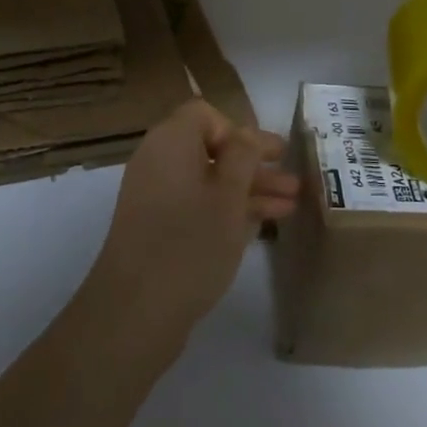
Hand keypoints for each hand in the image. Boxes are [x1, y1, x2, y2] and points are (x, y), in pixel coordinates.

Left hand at [81, 101, 297, 355]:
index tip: (265, 156)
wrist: (134, 312)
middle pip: (211, 148)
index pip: (205, 114)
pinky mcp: (157, 228)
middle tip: (292, 180)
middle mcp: (158, 161)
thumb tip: (246, 132)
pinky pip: (197, 205)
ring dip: (248, 189)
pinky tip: (262, 224)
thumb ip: (243, 156)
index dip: (238, 130)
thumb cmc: (190, 244)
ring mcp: (155, 196)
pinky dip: (227, 209)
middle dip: (253, 164)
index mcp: (170, 141)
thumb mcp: (228, 197)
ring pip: (208, 181)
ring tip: (292, 204)